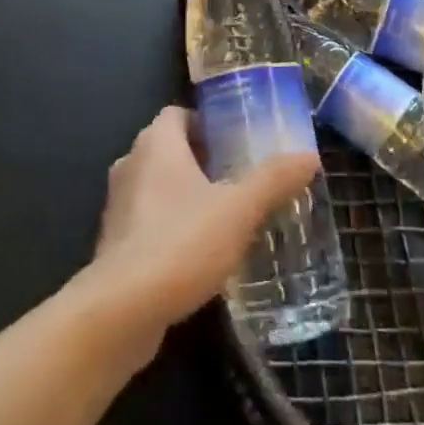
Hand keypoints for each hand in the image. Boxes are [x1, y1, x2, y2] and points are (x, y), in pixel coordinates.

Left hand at [81, 107, 319, 358]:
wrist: (121, 311)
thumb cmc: (181, 243)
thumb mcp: (239, 210)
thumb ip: (273, 180)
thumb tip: (309, 156)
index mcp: (156, 143)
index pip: (178, 114)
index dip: (206, 122)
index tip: (237, 141)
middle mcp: (130, 164)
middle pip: (168, 148)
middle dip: (202, 160)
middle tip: (240, 177)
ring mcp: (118, 206)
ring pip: (157, 186)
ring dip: (186, 195)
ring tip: (225, 215)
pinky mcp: (114, 244)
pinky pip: (148, 221)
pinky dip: (171, 226)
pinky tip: (199, 252)